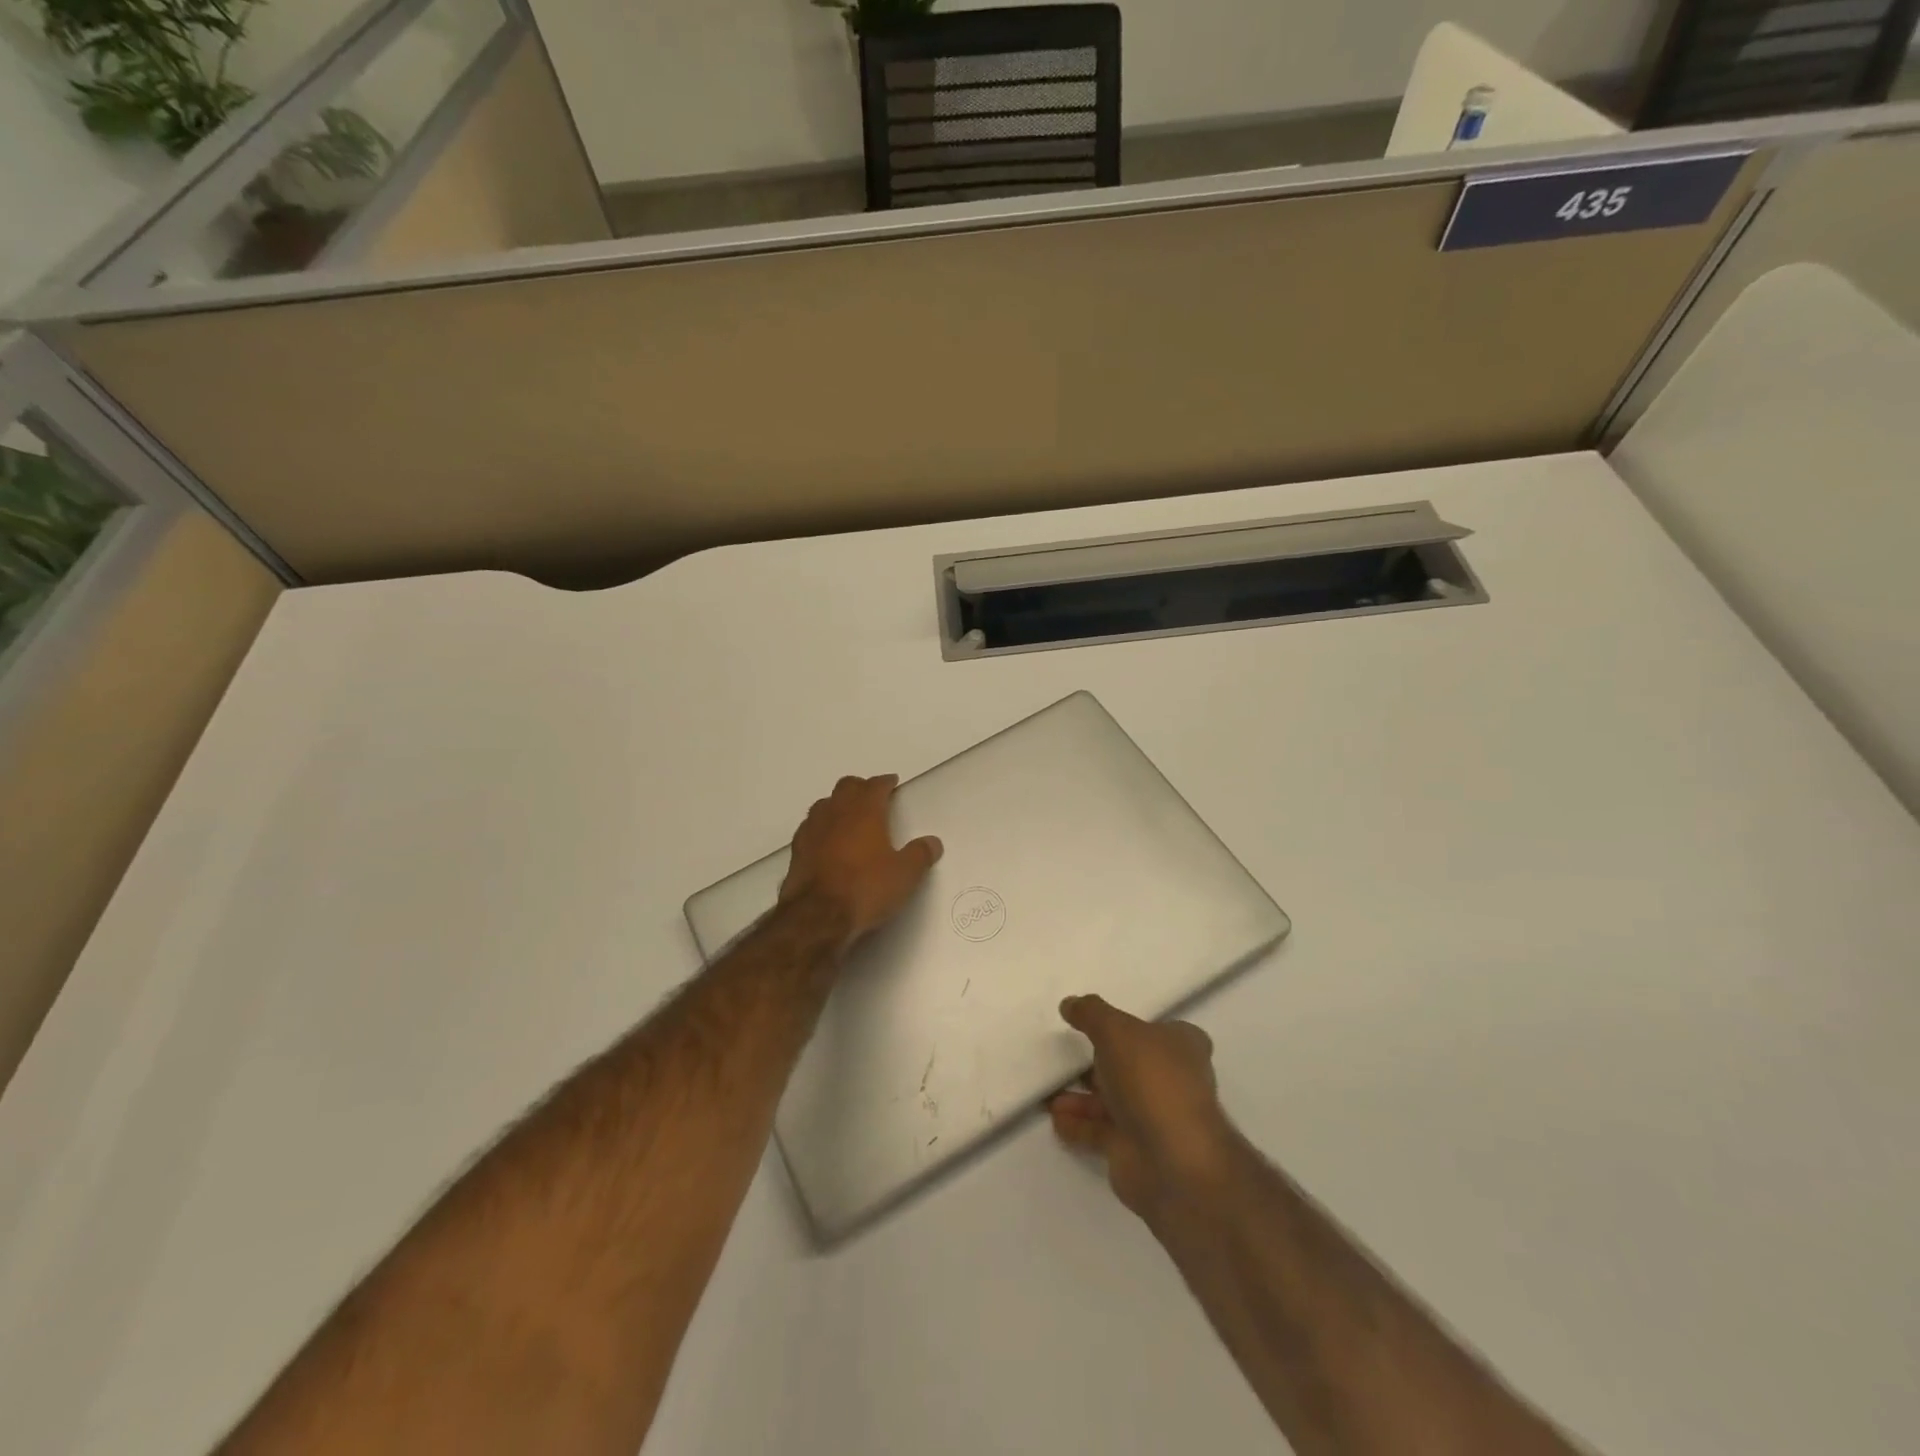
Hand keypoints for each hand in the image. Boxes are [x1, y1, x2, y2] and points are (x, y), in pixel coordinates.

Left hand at [779, 775, 942, 945]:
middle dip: (860, 788)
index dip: (885, 782)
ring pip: (824, 804)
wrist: (817, 917)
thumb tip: (933, 842)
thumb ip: (920, 855)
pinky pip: (810, 827)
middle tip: (871, 796)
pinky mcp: (796, 850)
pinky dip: (822, 827)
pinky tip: (827, 841)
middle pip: (846, 787)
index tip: (891, 783)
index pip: (875, 785)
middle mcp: (836, 812)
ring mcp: (812, 830)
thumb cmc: (866, 888)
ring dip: (838, 804)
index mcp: (864, 811)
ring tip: (848, 816)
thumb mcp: (905, 875)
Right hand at [1050, 995, 1237, 1225]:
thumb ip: (1091, 1014)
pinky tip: (1054, 1118)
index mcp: (1181, 1048)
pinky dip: (1078, 1124)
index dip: (1136, 1026)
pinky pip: (1100, 1132)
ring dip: (1081, 1097)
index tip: (1103, 1024)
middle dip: (1097, 1063)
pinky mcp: (1135, 1149)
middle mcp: (1171, 1081)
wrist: (1171, 1160)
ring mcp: (1154, 1117)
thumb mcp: (1116, 1030)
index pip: (1162, 1031)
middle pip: (1131, 1065)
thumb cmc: (1151, 1080)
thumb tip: (1070, 1004)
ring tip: (1048, 1090)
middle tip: (1064, 1054)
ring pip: (1112, 1100)